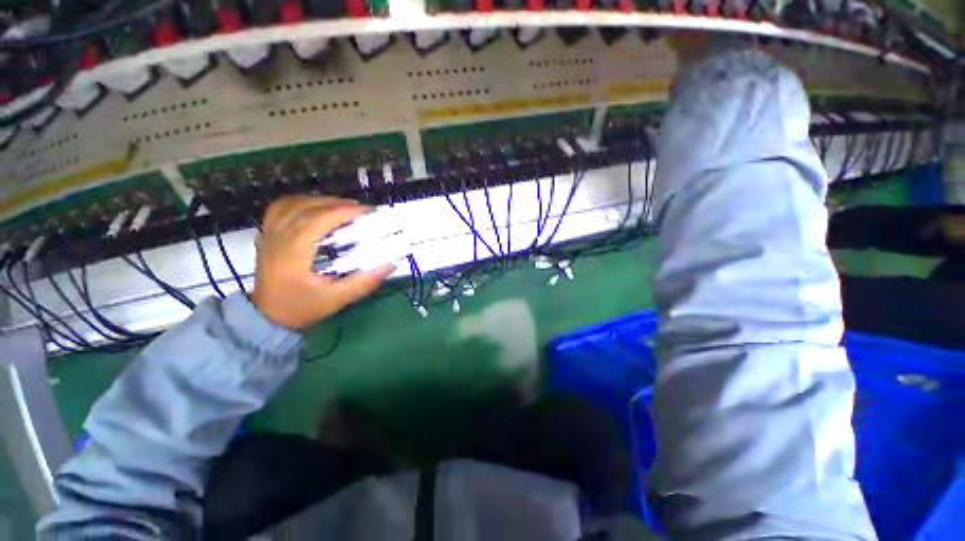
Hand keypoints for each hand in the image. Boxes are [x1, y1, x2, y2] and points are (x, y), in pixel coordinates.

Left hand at [251, 196, 393, 329]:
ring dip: (322, 201)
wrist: (267, 317)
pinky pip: (283, 206)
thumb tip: (390, 265)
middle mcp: (278, 236)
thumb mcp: (336, 299)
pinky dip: (303, 202)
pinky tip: (318, 208)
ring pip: (295, 202)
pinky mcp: (268, 233)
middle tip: (363, 213)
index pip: (320, 218)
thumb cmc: (301, 308)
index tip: (370, 213)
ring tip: (344, 210)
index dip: (346, 211)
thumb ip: (364, 283)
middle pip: (309, 206)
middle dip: (339, 204)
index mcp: (293, 251)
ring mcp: (269, 233)